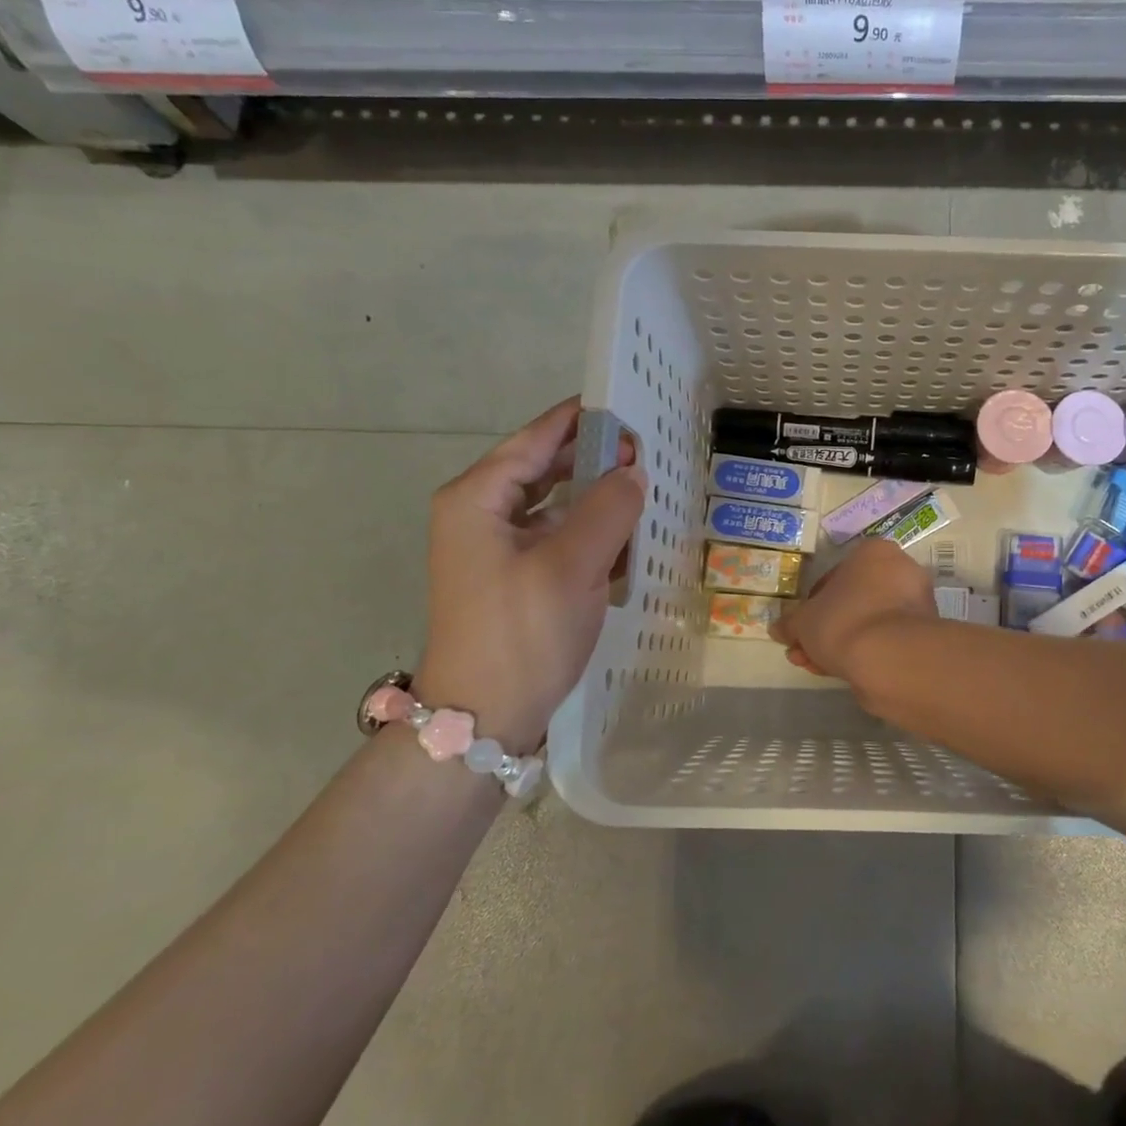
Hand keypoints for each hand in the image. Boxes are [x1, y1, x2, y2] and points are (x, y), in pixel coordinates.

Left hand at [416, 397, 643, 748]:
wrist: (482, 720)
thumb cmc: (521, 634)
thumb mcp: (571, 566)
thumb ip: (608, 509)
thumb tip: (633, 472)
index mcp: (478, 499)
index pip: (535, 439)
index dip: (581, 420)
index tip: (627, 405)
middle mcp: (481, 515)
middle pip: (544, 469)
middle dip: (594, 458)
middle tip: (647, 452)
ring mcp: (496, 550)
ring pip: (554, 505)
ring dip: (596, 497)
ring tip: (644, 488)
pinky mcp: (514, 579)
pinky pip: (557, 539)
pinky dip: (590, 533)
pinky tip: (627, 538)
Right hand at [771, 538, 936, 685]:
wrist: (890, 658)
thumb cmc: (843, 621)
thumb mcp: (803, 622)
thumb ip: (791, 623)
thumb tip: (778, 629)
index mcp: (874, 552)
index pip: (835, 575)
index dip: (812, 604)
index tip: (802, 627)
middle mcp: (901, 570)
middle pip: (853, 601)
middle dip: (825, 628)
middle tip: (805, 651)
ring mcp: (916, 604)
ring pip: (868, 623)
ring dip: (841, 643)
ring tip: (817, 667)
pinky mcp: (924, 635)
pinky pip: (885, 640)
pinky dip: (864, 653)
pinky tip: (840, 673)